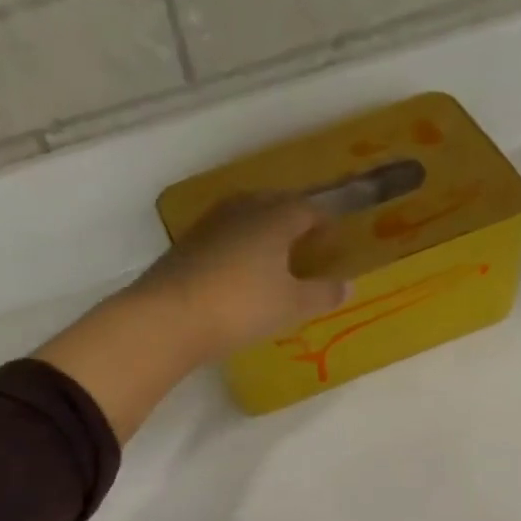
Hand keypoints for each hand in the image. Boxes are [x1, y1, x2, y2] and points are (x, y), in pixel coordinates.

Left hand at [126, 196, 347, 362]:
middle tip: (305, 242)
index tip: (333, 239)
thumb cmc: (242, 306)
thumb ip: (322, 294)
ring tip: (273, 254)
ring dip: (262, 229)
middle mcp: (242, 210)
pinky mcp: (186, 244)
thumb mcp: (291, 306)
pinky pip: (223, 235)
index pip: (306, 209)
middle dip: (292, 218)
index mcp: (274, 218)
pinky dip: (238, 245)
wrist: (170, 317)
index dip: (323, 222)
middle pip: (274, 203)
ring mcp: (210, 224)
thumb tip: (349, 285)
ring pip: (245, 216)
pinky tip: (238, 268)